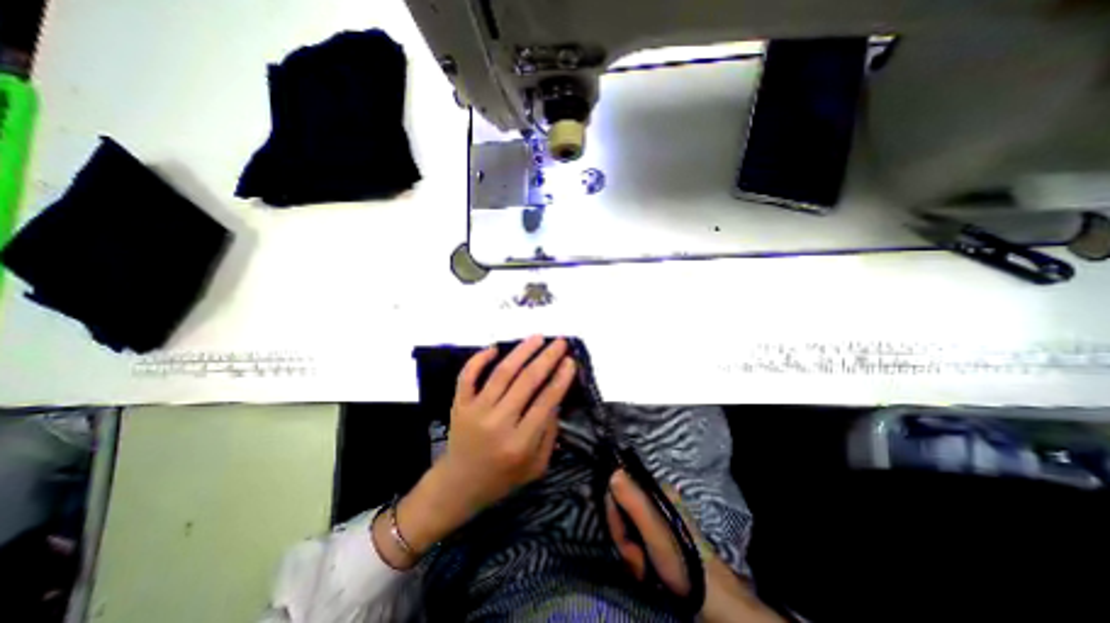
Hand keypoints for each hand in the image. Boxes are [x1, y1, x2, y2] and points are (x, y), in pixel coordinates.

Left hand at [443, 336, 575, 510]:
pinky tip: (494, 348)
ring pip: (502, 373)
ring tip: (537, 337)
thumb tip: (556, 399)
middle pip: (526, 381)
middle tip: (559, 342)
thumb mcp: (536, 467)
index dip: (560, 378)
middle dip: (547, 358)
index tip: (570, 361)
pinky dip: (479, 359)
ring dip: (522, 351)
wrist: (458, 486)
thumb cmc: (502, 478)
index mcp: (520, 443)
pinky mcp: (459, 404)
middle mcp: (498, 423)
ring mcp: (476, 411)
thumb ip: (549, 434)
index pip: (545, 402)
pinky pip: (467, 376)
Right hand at [606, 472, 779, 622]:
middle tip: (637, 560)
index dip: (615, 515)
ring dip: (630, 552)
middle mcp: (655, 499)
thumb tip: (614, 473)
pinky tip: (648, 571)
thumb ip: (634, 502)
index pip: (619, 489)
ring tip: (645, 569)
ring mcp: (657, 518)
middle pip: (621, 510)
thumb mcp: (656, 530)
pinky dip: (637, 557)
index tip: (624, 539)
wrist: (710, 598)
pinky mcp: (658, 536)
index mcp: (656, 489)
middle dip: (624, 538)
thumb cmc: (683, 561)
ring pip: (627, 527)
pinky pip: (636, 539)